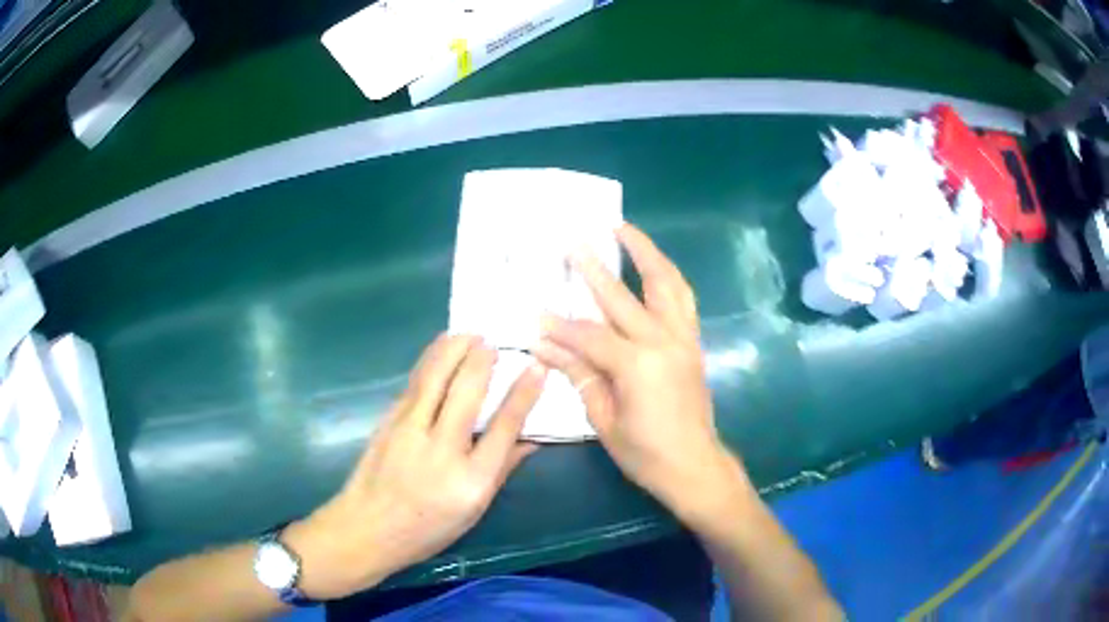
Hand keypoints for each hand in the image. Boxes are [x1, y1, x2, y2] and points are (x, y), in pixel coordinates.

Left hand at [285, 335, 545, 598]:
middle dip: (483, 359)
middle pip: (467, 391)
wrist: (367, 527)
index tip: (537, 367)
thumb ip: (503, 470)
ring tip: (469, 333)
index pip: (504, 427)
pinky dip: (430, 361)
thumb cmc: (427, 528)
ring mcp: (410, 431)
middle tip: (494, 341)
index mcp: (471, 480)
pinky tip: (439, 351)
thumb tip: (530, 439)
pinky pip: (415, 383)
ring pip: (435, 377)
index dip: (523, 393)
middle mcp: (441, 450)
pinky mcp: (389, 421)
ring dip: (454, 349)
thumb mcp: (474, 510)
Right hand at [535, 224, 751, 523]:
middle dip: (594, 268)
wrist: (694, 465)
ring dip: (646, 253)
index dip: (560, 327)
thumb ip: (578, 375)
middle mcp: (664, 341)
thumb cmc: (645, 452)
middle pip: (623, 296)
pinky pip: (683, 298)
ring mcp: (683, 338)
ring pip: (666, 283)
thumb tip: (543, 346)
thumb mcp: (603, 419)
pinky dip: (667, 277)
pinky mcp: (693, 342)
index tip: (536, 315)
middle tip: (573, 241)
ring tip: (625, 230)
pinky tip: (654, 266)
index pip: (589, 335)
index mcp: (637, 364)